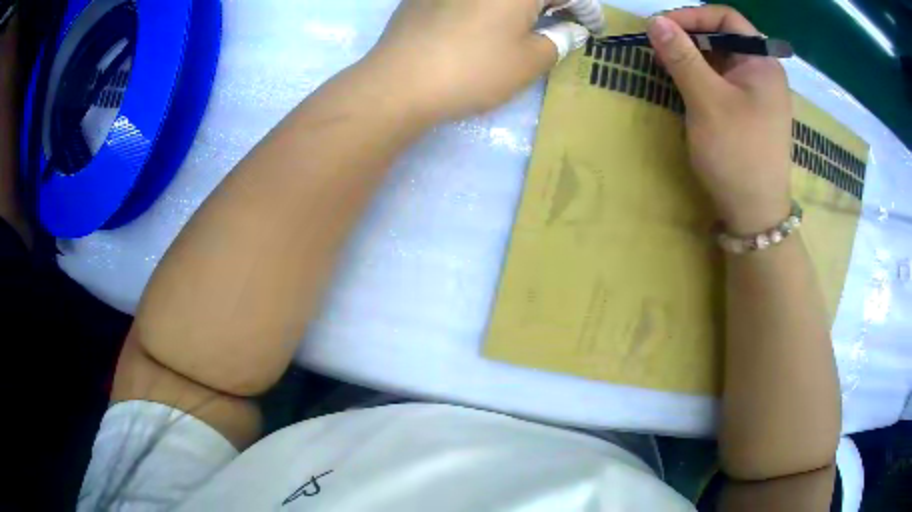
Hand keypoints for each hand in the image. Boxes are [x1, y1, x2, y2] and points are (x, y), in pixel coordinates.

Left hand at [365, 0, 603, 120]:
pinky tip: (488, 21)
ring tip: (531, 22)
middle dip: (554, 1)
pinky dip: (491, 4)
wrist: (398, 82)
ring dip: (524, 3)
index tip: (592, 27)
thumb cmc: (473, 70)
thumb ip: (559, 40)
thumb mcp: (529, 61)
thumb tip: (571, 29)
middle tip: (564, 21)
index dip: (585, 8)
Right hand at [647, 6, 792, 233]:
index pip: (726, 18)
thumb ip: (682, 56)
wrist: (755, 214)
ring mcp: (758, 93)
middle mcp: (763, 72)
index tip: (661, 27)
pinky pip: (724, 80)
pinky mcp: (750, 112)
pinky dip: (702, 76)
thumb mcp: (707, 101)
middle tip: (660, 47)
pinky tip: (685, 84)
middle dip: (689, 36)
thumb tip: (655, 21)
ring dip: (693, 56)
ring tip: (666, 65)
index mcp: (762, 63)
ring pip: (722, 58)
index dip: (692, 15)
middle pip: (724, 36)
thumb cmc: (737, 154)